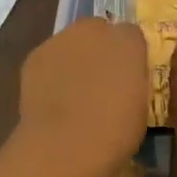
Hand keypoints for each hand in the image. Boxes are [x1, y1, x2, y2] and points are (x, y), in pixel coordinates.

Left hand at [14, 17, 149, 176]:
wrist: (64, 146)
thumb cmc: (114, 133)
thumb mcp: (140, 106)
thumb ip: (132, 81)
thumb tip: (123, 79)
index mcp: (129, 42)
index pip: (132, 35)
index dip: (128, 55)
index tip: (126, 77)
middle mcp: (95, 30)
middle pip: (98, 31)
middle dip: (99, 49)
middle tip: (99, 81)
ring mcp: (61, 40)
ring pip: (71, 43)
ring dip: (74, 58)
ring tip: (72, 92)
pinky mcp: (35, 55)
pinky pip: (49, 59)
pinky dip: (51, 72)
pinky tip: (51, 99)